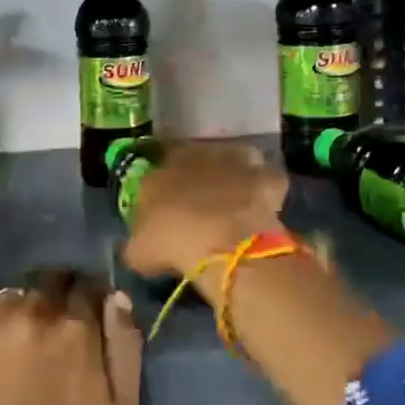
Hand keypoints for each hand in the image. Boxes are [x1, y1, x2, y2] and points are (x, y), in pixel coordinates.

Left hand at [0, 270, 142, 404]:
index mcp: (76, 325)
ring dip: (27, 308)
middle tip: (59, 328)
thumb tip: (117, 297)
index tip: (91, 315)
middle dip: (60, 295)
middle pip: (51, 280)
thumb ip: (125, 345)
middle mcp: (34, 311)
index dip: (92, 297)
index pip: (88, 284)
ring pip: (17, 294)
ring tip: (26, 339)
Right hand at [122, 141, 287, 283]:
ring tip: (235, 198)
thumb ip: (138, 240)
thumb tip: (140, 244)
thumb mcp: (138, 250)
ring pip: (234, 157)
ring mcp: (233, 161)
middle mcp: (197, 154)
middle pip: (198, 157)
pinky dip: (266, 187)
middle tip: (201, 200)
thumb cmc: (170, 241)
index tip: (167, 197)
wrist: (219, 241)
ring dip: (234, 173)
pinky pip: (266, 177)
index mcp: (161, 167)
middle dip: (199, 174)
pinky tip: (264, 204)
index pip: (159, 161)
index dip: (165, 179)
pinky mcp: (264, 176)